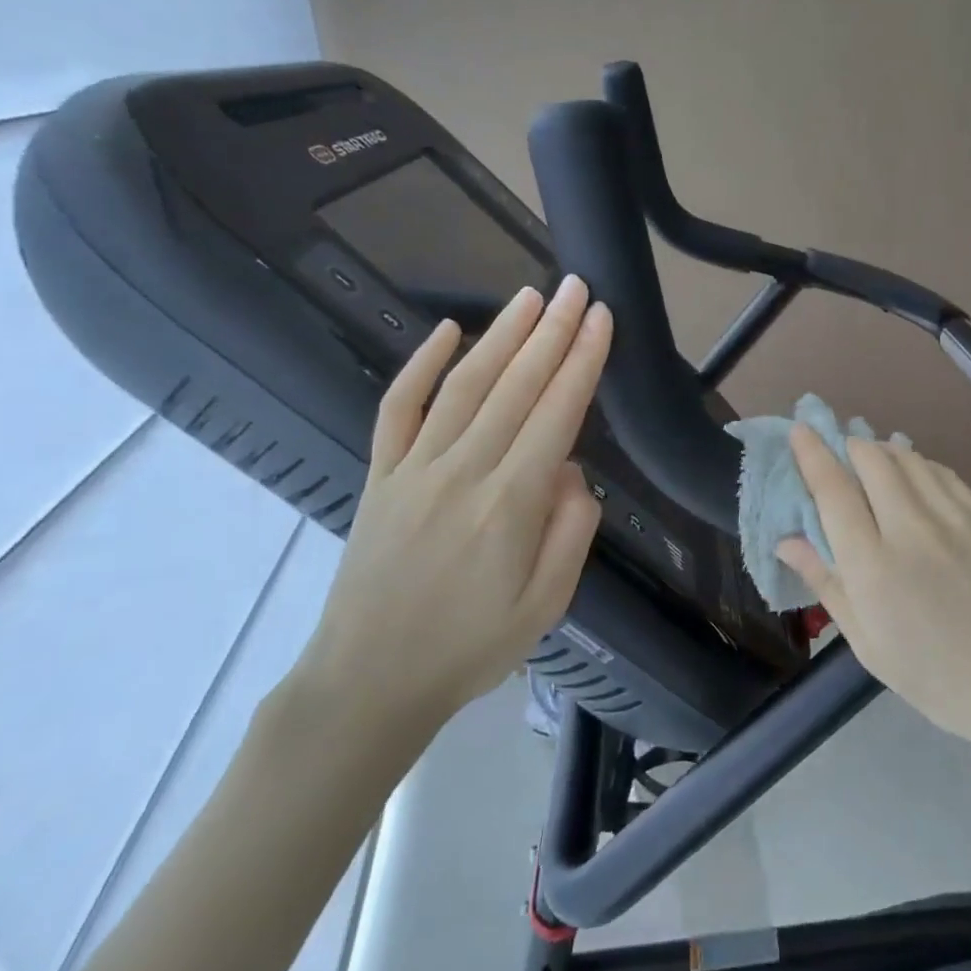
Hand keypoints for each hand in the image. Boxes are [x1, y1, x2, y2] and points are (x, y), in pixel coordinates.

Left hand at [292, 276, 611, 758]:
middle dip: (553, 331)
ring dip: (501, 335)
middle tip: (577, 288)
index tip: (602, 318)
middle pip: (516, 386)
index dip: (583, 361)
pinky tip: (445, 330)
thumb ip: (572, 530)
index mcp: (510, 504)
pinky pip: (398, 408)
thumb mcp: (548, 605)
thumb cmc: (470, 648)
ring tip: (531, 296)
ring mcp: (414, 468)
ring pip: (464, 385)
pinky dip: (421, 365)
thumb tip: (574, 469)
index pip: (557, 413)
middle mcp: (463, 471)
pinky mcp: (380, 475)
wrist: (369, 682)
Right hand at [777, 428, 970, 754]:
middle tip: (840, 456)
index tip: (800, 430)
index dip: (812, 454)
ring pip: (908, 457)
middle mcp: (911, 528)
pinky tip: (915, 478)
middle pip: (871, 459)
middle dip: (848, 447)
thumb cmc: (937, 677)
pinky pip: (942, 471)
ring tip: (873, 462)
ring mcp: (954, 516)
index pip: (833, 489)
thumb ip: (826, 583)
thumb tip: (786, 540)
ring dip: (882, 451)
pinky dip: (918, 465)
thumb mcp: (868, 643)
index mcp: (873, 566)